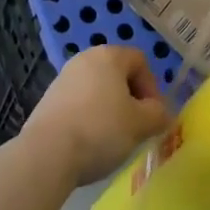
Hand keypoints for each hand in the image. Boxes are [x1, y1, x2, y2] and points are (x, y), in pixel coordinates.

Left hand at [24, 44, 170, 185]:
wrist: (47, 153)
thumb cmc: (101, 130)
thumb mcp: (141, 124)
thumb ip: (158, 115)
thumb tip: (162, 113)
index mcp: (109, 56)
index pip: (140, 61)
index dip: (152, 87)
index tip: (152, 115)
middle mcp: (85, 59)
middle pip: (117, 74)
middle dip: (131, 99)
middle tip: (136, 126)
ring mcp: (63, 78)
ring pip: (97, 89)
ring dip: (110, 109)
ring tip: (112, 138)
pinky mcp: (48, 100)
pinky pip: (79, 103)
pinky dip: (89, 117)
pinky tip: (89, 142)